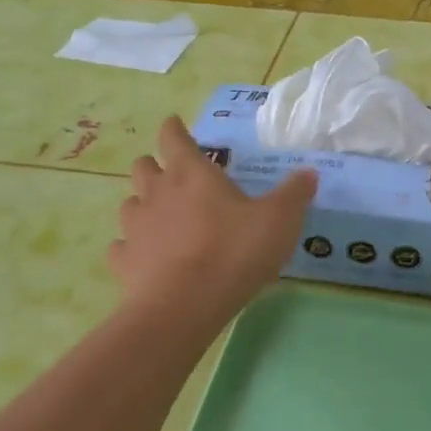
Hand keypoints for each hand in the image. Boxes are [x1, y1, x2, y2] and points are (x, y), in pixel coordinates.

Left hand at [110, 117, 316, 318]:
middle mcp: (157, 192)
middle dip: (155, 165)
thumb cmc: (234, 251)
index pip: (173, 137)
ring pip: (129, 204)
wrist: (184, 305)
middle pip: (143, 166)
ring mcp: (135, 227)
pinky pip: (121, 247)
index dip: (174, 129)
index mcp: (191, 173)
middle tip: (174, 176)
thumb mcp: (279, 220)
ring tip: (161, 217)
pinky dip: (131, 247)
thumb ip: (294, 194)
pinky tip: (144, 257)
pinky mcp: (123, 261)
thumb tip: (309, 173)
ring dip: (143, 205)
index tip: (176, 125)